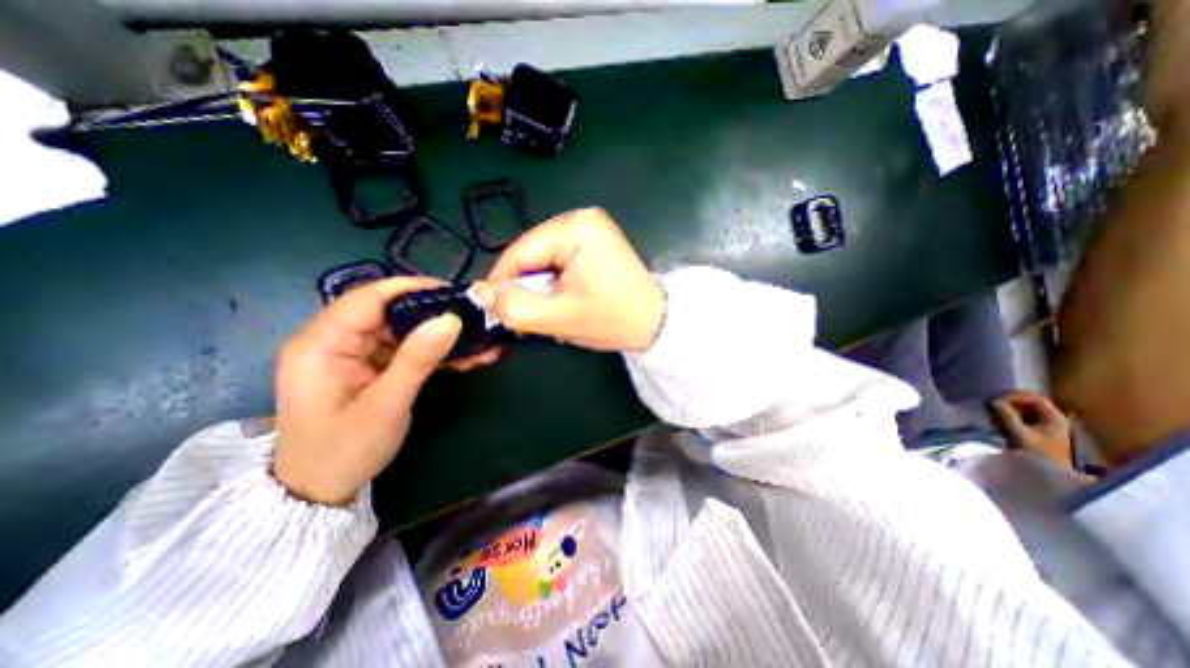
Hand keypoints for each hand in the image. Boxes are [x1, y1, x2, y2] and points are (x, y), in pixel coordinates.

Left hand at [275, 276, 497, 504]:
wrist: (318, 492)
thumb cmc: (344, 451)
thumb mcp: (386, 405)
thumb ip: (418, 359)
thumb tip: (451, 320)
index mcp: (321, 344)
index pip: (368, 298)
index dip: (412, 289)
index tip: (454, 293)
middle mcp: (331, 340)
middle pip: (387, 312)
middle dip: (432, 314)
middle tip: (472, 319)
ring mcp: (349, 354)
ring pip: (399, 330)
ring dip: (436, 335)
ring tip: (474, 340)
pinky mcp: (364, 367)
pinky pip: (401, 349)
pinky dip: (429, 351)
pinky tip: (459, 357)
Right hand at [471, 206, 659, 355]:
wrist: (656, 323)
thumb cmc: (613, 319)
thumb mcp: (560, 318)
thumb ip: (515, 307)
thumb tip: (479, 292)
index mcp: (576, 227)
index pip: (520, 251)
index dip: (502, 282)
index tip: (497, 310)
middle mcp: (582, 218)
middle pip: (532, 252)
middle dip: (526, 285)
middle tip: (529, 317)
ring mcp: (591, 227)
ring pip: (544, 257)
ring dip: (541, 285)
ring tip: (552, 310)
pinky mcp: (595, 240)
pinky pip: (560, 258)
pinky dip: (555, 280)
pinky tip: (565, 299)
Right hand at [993, 390, 1073, 467]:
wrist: (1050, 476)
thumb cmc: (1038, 455)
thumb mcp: (1020, 434)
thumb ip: (1007, 417)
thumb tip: (994, 401)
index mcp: (1054, 418)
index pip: (1033, 397)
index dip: (1014, 397)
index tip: (997, 402)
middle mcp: (1051, 419)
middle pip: (1027, 403)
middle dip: (1008, 404)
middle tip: (993, 410)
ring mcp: (1043, 426)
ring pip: (1021, 411)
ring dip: (1006, 412)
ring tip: (994, 418)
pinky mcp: (1034, 433)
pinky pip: (1018, 418)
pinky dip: (1007, 419)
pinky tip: (999, 425)